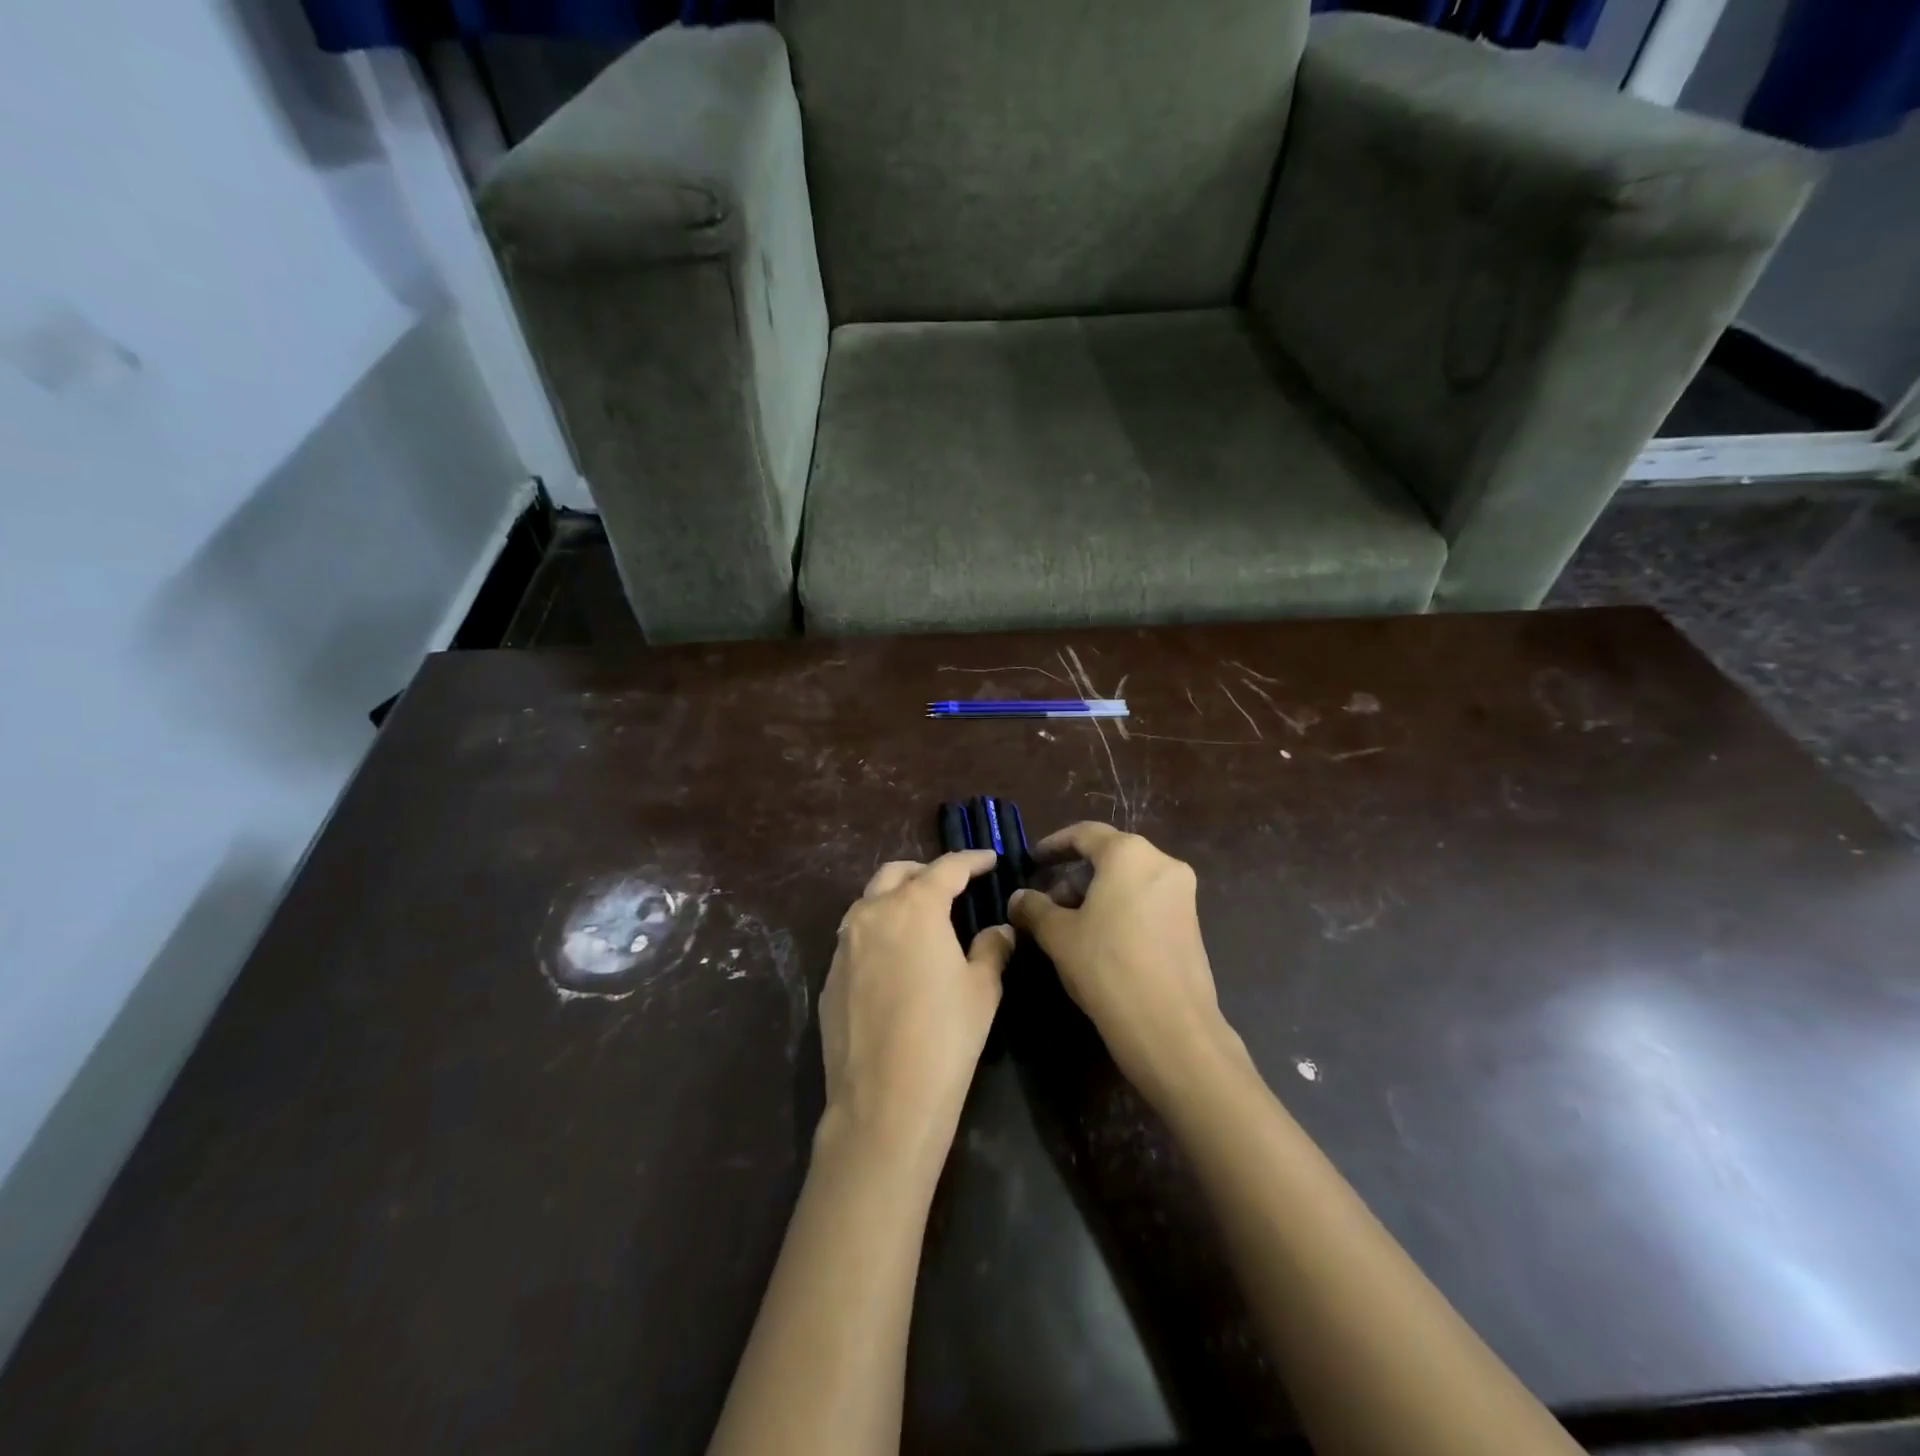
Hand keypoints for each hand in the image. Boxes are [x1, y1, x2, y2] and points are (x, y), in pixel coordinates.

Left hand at [820, 851, 1014, 1162]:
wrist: (883, 1100)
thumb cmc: (945, 1036)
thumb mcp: (982, 989)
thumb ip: (992, 948)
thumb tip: (999, 930)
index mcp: (914, 906)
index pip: (947, 868)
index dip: (971, 860)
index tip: (989, 859)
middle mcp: (872, 913)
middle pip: (897, 873)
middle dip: (926, 872)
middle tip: (951, 887)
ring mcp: (843, 945)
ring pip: (869, 902)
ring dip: (895, 899)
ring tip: (921, 919)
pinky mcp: (829, 976)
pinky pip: (855, 938)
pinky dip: (877, 933)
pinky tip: (895, 961)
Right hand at [1009, 824, 1242, 1106]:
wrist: (1172, 1029)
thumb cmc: (1107, 967)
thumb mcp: (1058, 936)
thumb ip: (1034, 908)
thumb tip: (1018, 898)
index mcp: (1129, 854)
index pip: (1085, 834)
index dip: (1054, 845)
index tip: (1033, 860)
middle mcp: (1162, 863)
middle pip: (1108, 856)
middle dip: (1073, 876)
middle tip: (1045, 903)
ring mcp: (1182, 894)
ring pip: (1128, 880)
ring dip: (1095, 894)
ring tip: (1067, 925)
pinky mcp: (1191, 923)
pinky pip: (1146, 900)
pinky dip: (1119, 908)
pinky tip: (1098, 940)